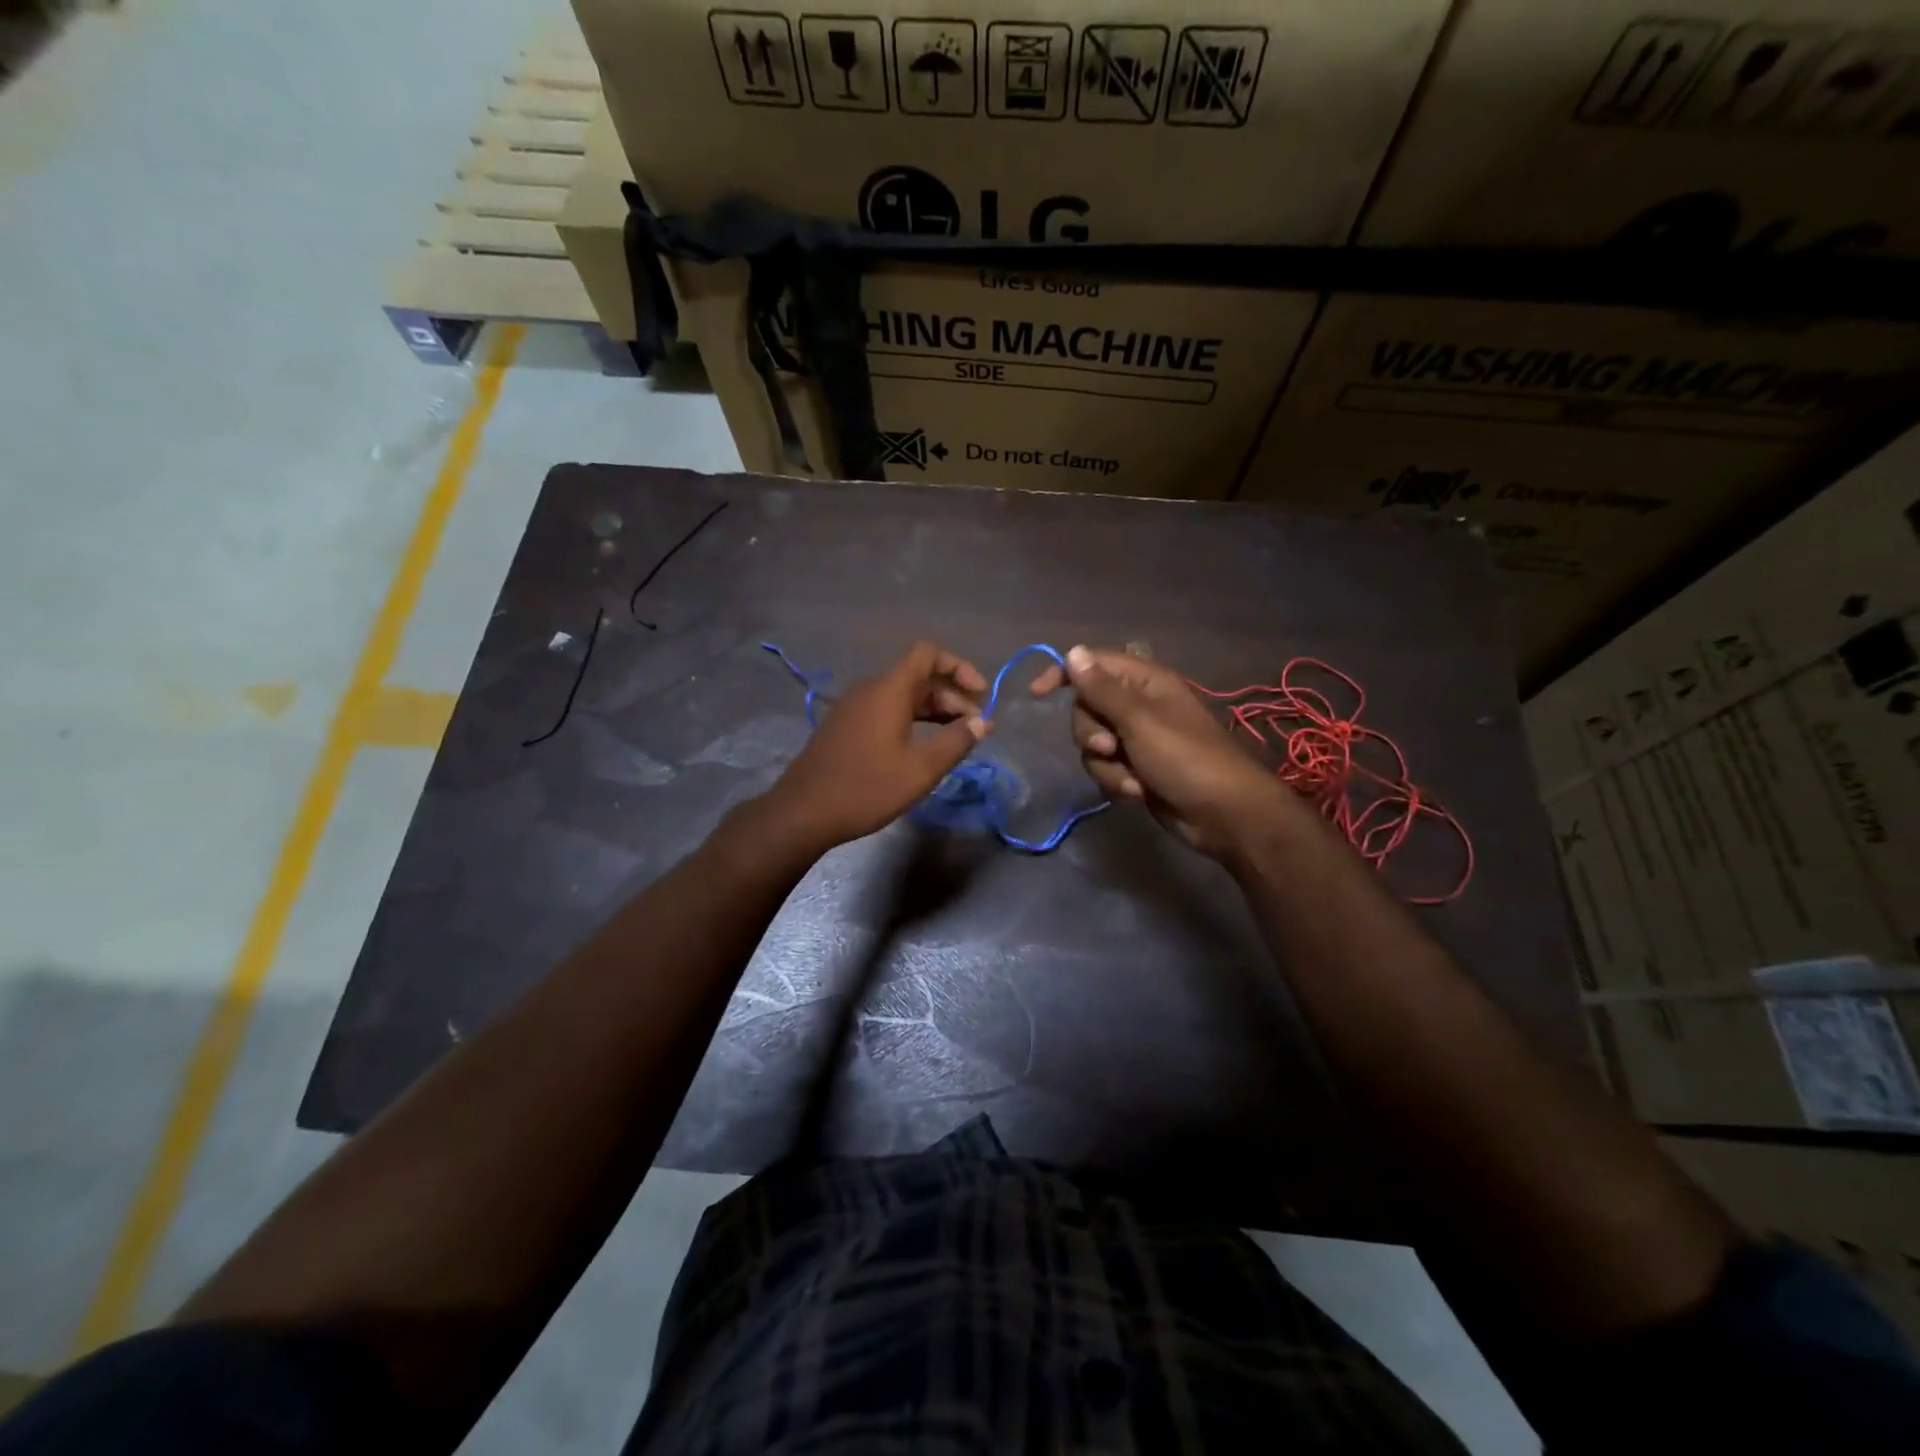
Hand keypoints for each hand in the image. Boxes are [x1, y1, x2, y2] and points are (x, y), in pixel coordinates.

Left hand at [763, 642, 990, 850]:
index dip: (959, 667)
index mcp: (889, 689)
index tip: (981, 695)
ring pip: (903, 695)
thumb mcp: (921, 769)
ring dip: (934, 710)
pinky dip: (912, 720)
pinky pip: (887, 710)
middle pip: (919, 676)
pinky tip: (924, 747)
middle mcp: (870, 689)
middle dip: (952, 696)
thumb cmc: (867, 787)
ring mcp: (854, 707)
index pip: (928, 654)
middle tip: (975, 728)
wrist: (804, 812)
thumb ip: (956, 742)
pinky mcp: (846, 726)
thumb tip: (983, 723)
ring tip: (956, 738)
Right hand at [1030, 645, 1296, 859]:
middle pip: (1086, 709)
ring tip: (1132, 780)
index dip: (1064, 674)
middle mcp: (1138, 706)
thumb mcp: (1139, 721)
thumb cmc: (1186, 759)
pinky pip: (1105, 768)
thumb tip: (1073, 651)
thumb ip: (1102, 689)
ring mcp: (1136, 740)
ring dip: (1106, 766)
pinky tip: (1136, 794)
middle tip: (1110, 748)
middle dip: (1091, 734)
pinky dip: (1116, 781)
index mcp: (1144, 683)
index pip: (1093, 665)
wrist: (1223, 814)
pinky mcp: (1135, 769)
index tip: (1036, 695)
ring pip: (1092, 745)